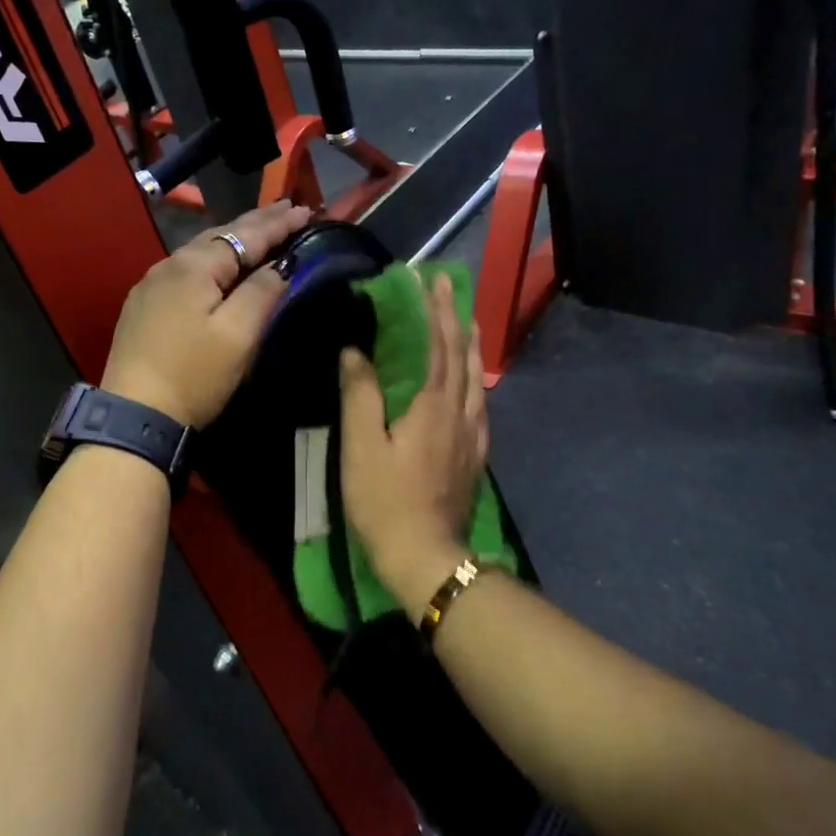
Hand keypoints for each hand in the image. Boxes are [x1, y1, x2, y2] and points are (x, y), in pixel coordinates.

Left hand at [102, 200, 312, 425]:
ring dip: (234, 240)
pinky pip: (186, 270)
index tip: (308, 210)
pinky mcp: (144, 306)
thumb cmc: (193, 375)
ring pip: (201, 252)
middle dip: (257, 222)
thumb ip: (262, 292)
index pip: (246, 236)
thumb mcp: (238, 336)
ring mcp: (152, 285)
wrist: (135, 416)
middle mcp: (169, 265)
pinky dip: (213, 261)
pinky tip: (220, 264)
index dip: (279, 224)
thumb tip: (280, 265)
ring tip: (261, 231)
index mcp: (194, 266)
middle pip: (221, 236)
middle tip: (288, 209)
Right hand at [338, 272, 488, 616]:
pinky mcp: (474, 456)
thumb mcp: (361, 446)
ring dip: (470, 344)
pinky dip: (476, 379)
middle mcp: (458, 413)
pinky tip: (473, 382)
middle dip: (454, 317)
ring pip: (475, 378)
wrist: (425, 557)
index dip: (432, 310)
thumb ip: (360, 394)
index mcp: (431, 405)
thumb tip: (356, 350)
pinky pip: (480, 404)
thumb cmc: (384, 501)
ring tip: (467, 321)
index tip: (429, 279)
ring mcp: (471, 436)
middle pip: (460, 356)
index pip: (435, 345)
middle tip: (450, 286)